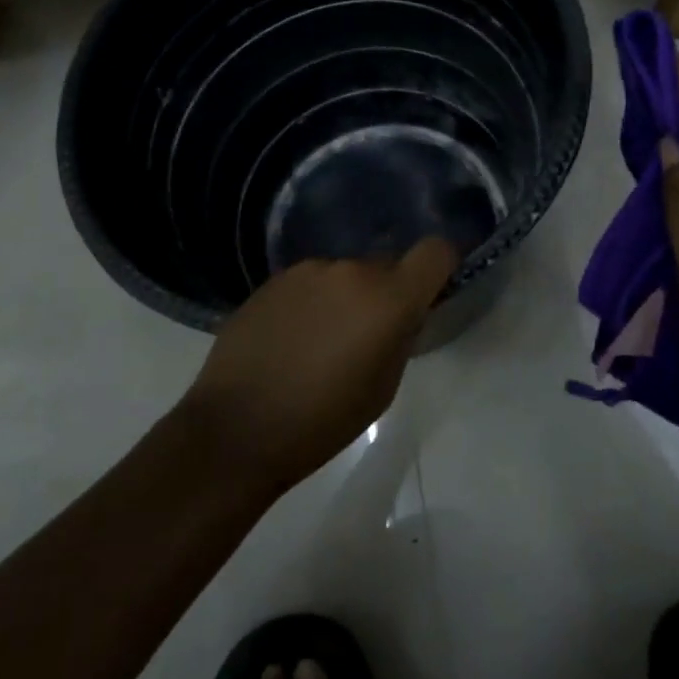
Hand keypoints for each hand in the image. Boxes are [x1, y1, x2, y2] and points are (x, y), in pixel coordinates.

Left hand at [183, 238, 458, 494]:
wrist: (238, 427)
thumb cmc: (322, 421)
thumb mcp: (383, 388)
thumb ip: (400, 337)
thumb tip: (401, 315)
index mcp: (387, 298)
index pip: (434, 252)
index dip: (440, 266)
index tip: (430, 292)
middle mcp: (349, 270)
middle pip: (385, 266)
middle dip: (385, 293)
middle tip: (367, 335)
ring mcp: (306, 270)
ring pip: (344, 275)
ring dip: (344, 297)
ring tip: (321, 343)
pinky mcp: (272, 279)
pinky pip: (310, 283)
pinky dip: (312, 302)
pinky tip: (291, 339)